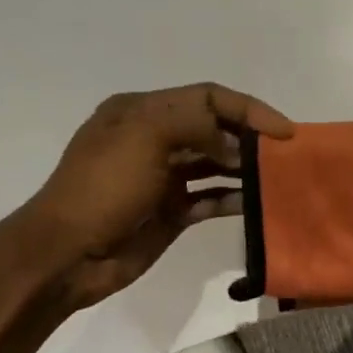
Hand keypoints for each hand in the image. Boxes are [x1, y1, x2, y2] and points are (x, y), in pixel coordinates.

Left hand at [23, 83, 293, 310]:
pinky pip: (211, 198)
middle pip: (214, 128)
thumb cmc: (103, 188)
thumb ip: (195, 124)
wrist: (66, 255)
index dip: (248, 109)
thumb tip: (232, 144)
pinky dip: (234, 198)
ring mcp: (163, 176)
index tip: (283, 130)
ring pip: (216, 163)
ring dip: (246, 167)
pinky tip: (258, 204)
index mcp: (142, 110)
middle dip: (250, 137)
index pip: (207, 97)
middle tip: (285, 155)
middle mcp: (154, 138)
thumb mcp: (145, 137)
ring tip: (279, 177)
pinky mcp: (171, 211)